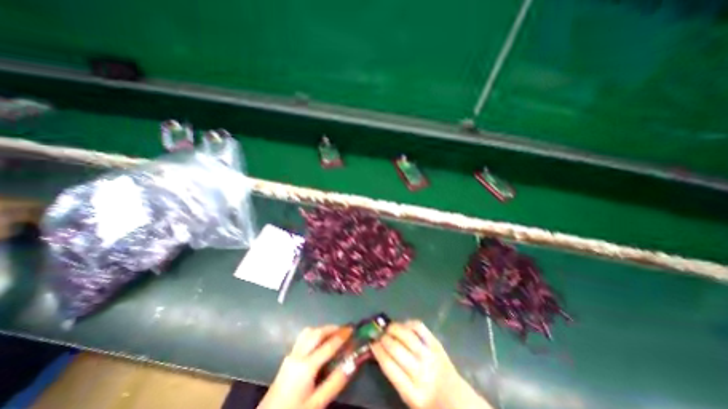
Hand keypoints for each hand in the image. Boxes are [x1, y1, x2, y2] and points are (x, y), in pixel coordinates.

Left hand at [259, 328, 354, 408]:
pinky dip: (314, 334)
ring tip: (333, 333)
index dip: (342, 335)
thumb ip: (335, 382)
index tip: (353, 329)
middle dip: (332, 328)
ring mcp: (290, 355)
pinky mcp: (287, 358)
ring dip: (322, 329)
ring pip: (308, 332)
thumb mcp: (318, 403)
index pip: (328, 345)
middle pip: (317, 333)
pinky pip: (303, 338)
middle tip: (344, 329)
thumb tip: (352, 363)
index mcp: (306, 366)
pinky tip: (319, 342)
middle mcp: (298, 355)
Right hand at [371, 321, 491, 407]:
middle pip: (396, 350)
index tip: (372, 343)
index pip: (389, 367)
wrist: (456, 398)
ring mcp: (430, 356)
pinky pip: (419, 328)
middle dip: (384, 339)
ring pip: (407, 336)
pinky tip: (403, 325)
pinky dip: (408, 323)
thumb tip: (378, 350)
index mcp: (412, 394)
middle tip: (378, 335)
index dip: (378, 352)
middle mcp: (421, 374)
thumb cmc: (427, 399)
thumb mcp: (409, 398)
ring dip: (394, 329)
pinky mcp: (436, 344)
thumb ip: (395, 376)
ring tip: (388, 328)